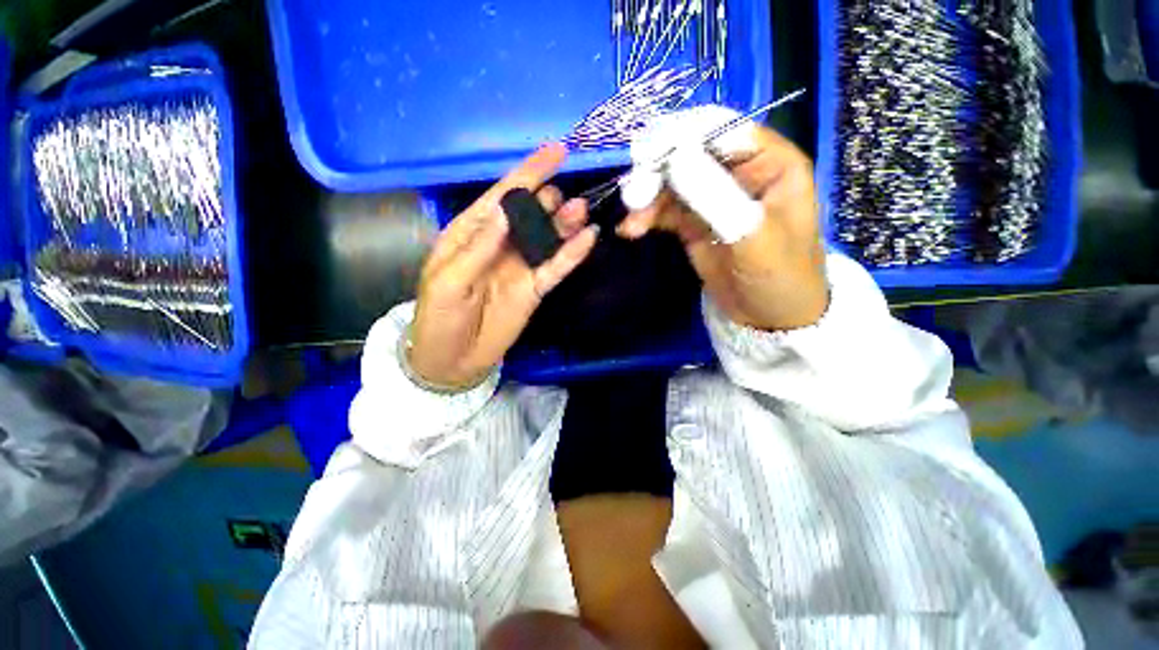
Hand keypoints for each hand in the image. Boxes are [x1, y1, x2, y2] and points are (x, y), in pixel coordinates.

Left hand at [408, 144, 598, 388]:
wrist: (454, 359)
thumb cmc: (440, 317)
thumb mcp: (449, 281)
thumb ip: (479, 247)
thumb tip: (507, 212)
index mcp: (472, 233)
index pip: (503, 195)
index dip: (529, 173)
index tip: (557, 151)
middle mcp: (502, 243)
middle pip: (530, 212)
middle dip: (548, 200)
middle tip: (562, 202)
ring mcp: (521, 265)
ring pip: (548, 237)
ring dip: (564, 223)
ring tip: (579, 212)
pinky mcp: (536, 287)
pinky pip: (556, 267)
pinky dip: (572, 254)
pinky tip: (588, 239)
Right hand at [617, 117, 827, 331]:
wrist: (770, 319)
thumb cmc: (779, 277)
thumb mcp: (753, 238)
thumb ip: (716, 197)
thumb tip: (674, 157)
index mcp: (770, 162)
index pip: (722, 129)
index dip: (683, 135)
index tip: (647, 153)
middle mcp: (739, 172)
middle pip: (689, 153)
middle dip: (657, 171)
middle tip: (633, 196)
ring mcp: (713, 197)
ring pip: (671, 183)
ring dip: (647, 198)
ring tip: (631, 222)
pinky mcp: (693, 223)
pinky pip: (664, 210)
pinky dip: (646, 217)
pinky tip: (630, 230)